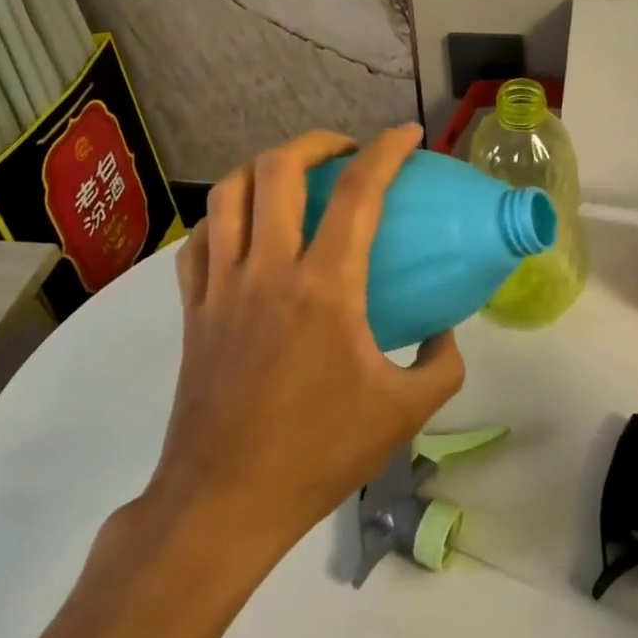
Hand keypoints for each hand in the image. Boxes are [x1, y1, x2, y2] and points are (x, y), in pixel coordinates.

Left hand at [143, 125, 464, 547]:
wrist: (225, 503)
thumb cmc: (320, 452)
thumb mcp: (407, 411)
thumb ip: (442, 362)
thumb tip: (444, 330)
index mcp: (326, 287)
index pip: (359, 193)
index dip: (387, 151)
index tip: (407, 135)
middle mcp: (268, 270)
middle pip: (278, 169)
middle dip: (316, 143)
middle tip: (345, 153)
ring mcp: (221, 287)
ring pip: (229, 194)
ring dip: (264, 168)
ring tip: (293, 177)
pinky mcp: (192, 310)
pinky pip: (199, 241)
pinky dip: (224, 217)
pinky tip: (244, 229)